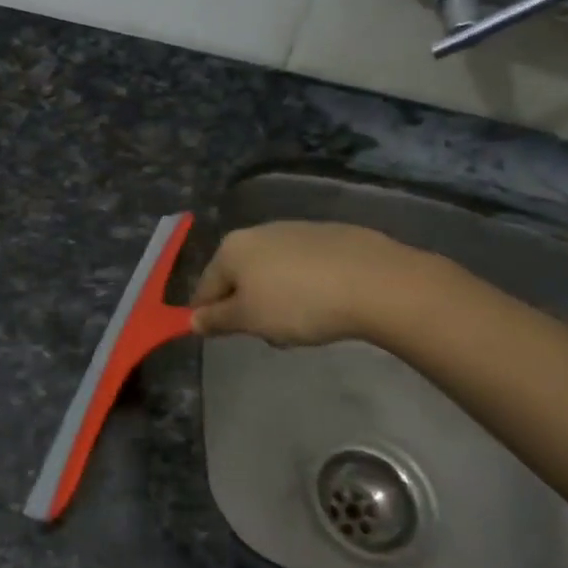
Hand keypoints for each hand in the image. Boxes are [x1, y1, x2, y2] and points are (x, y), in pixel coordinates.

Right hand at [191, 221, 443, 347]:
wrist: (375, 282)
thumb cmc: (298, 304)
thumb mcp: (249, 320)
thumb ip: (216, 320)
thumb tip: (192, 320)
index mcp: (232, 248)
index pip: (205, 287)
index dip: (211, 316)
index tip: (228, 337)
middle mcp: (259, 231)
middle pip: (239, 277)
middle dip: (248, 307)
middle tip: (271, 334)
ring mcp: (296, 230)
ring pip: (271, 272)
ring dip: (276, 299)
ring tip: (303, 323)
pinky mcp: (330, 236)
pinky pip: (303, 267)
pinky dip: (305, 286)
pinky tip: (326, 304)